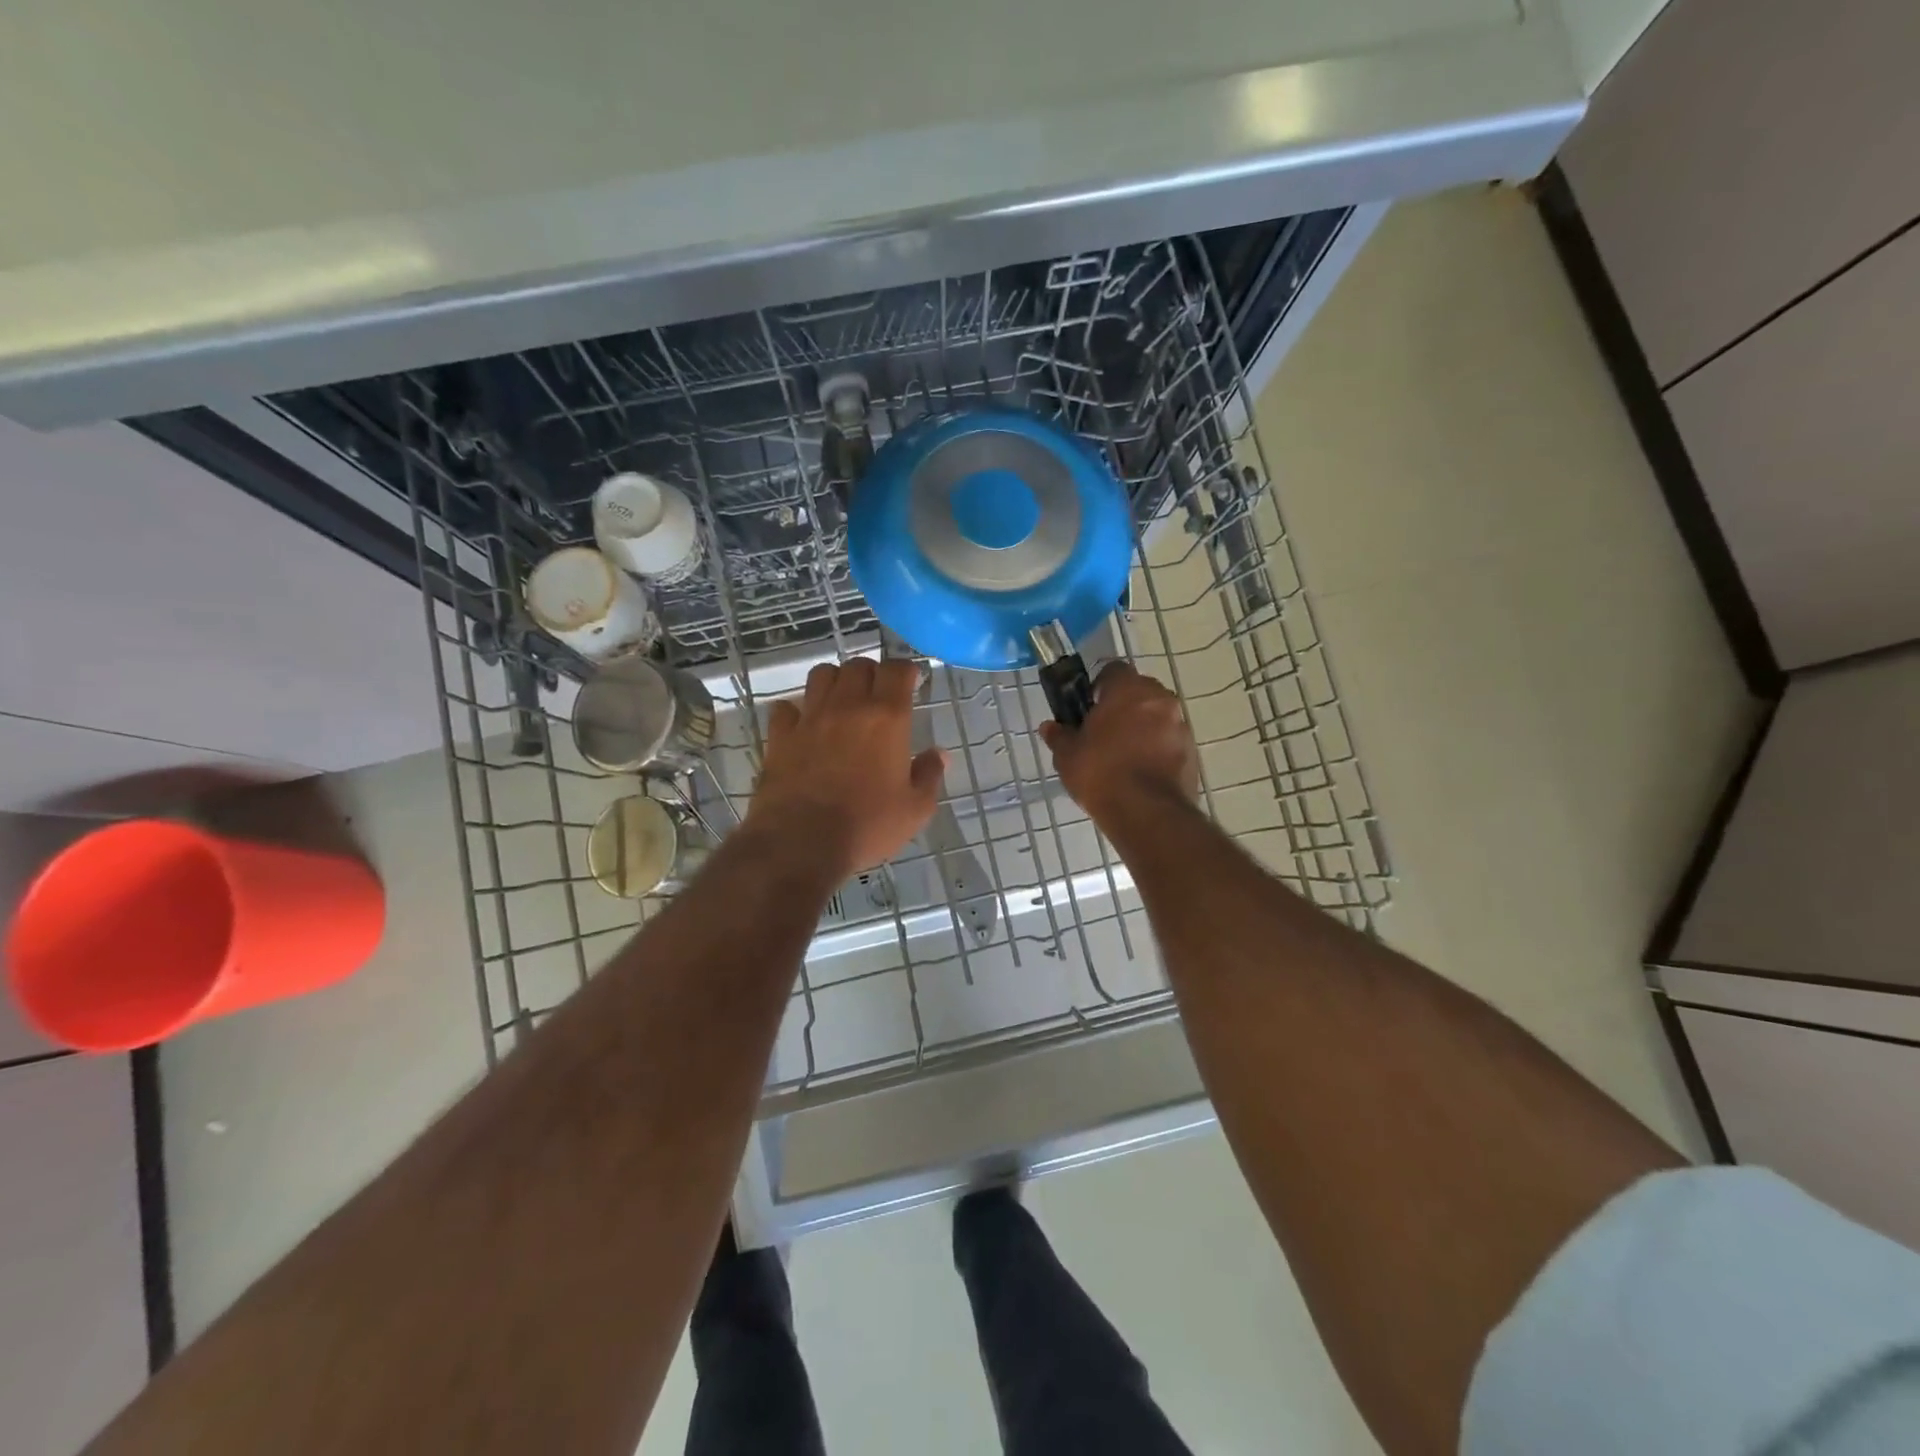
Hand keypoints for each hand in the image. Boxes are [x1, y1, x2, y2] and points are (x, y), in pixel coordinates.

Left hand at [748, 656, 946, 878]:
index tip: (912, 682)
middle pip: (858, 665)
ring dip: (835, 681)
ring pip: (821, 675)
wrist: (801, 842)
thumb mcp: (915, 809)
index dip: (907, 671)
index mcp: (886, 718)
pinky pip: (786, 708)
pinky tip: (804, 725)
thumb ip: (929, 775)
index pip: (897, 670)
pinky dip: (796, 710)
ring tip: (842, 701)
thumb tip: (939, 754)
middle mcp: (847, 706)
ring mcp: (810, 718)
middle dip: (872, 673)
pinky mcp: (780, 736)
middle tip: (878, 695)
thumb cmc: (867, 826)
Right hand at [1039, 662, 1198, 822]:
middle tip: (1104, 732)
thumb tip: (1049, 727)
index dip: (1099, 686)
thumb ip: (1059, 736)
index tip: (1088, 707)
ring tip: (1123, 756)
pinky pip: (1170, 740)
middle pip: (1139, 692)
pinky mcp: (1192, 751)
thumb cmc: (1101, 773)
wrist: (1146, 813)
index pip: (1114, 670)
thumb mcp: (1068, 756)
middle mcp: (1160, 699)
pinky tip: (1141, 771)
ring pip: (1158, 716)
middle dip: (1124, 706)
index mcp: (1128, 689)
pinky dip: (1157, 748)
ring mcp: (1181, 724)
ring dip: (1143, 727)